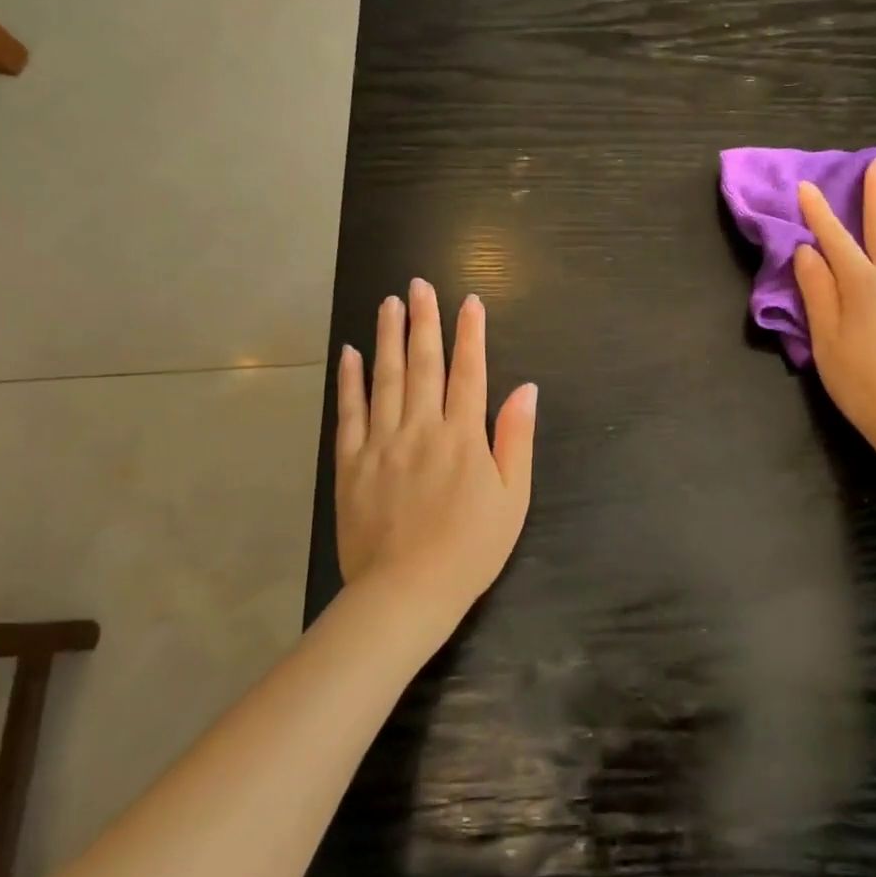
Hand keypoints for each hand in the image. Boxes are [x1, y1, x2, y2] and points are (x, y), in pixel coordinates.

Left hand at [335, 280, 538, 613]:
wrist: (407, 592)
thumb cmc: (471, 547)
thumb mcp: (514, 497)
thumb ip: (517, 438)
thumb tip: (525, 389)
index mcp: (464, 436)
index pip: (469, 372)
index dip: (470, 334)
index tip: (469, 301)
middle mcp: (422, 428)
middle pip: (424, 364)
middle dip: (424, 321)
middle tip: (419, 285)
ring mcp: (382, 443)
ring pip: (386, 378)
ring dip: (388, 337)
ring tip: (388, 304)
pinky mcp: (351, 464)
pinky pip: (350, 412)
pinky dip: (350, 381)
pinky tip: (350, 354)